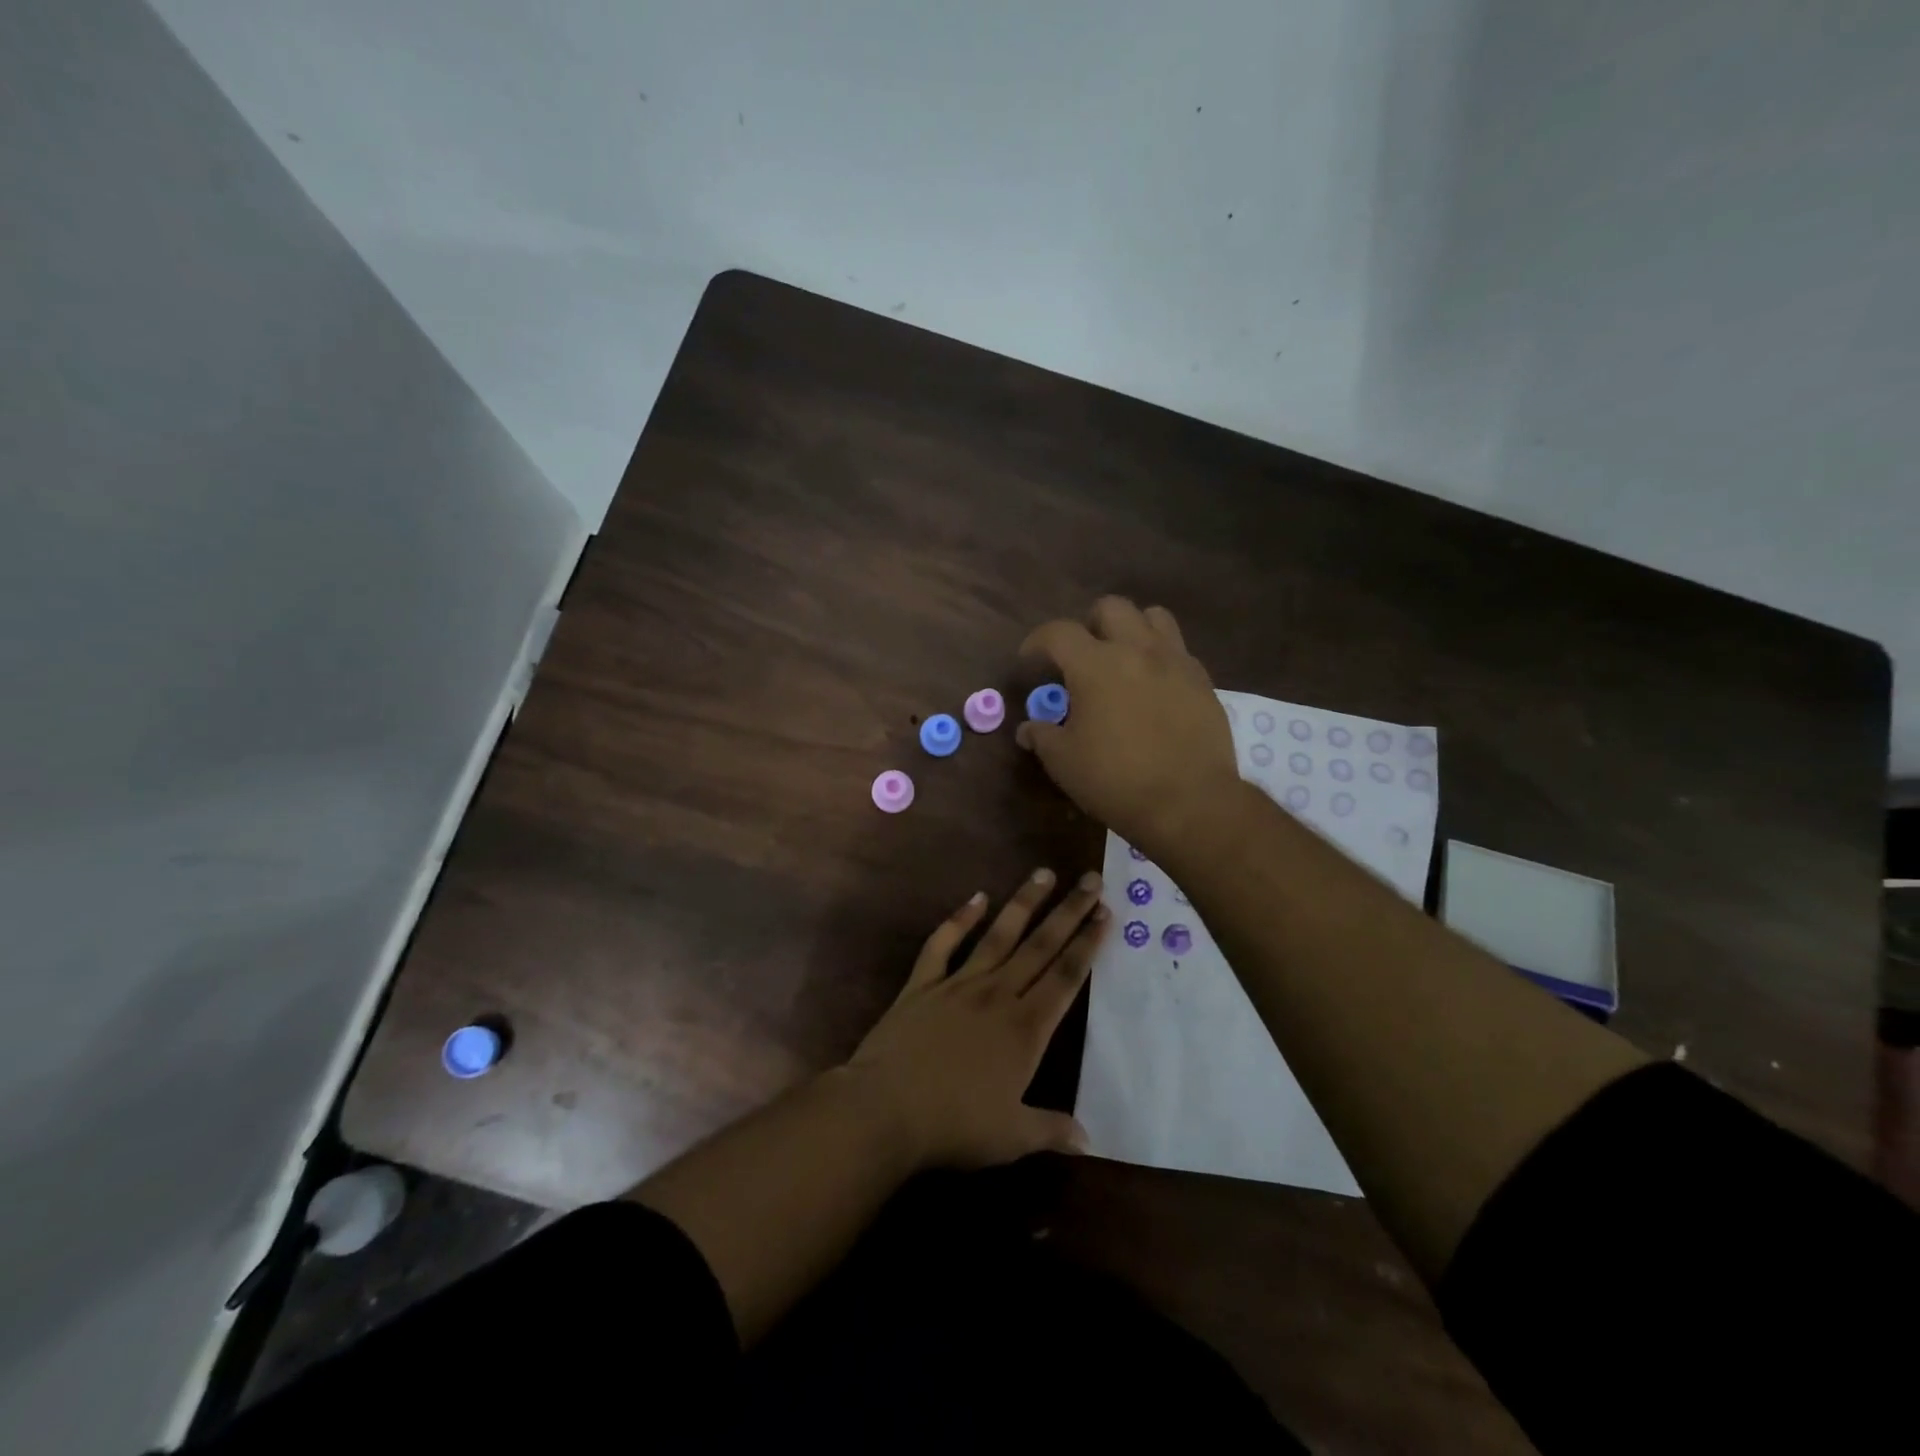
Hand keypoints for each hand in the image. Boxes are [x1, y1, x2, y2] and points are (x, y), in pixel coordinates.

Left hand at [841, 867, 1106, 1170]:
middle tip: (1090, 879)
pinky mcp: (922, 984)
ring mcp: (958, 984)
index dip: (1088, 944)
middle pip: (1041, 946)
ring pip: (999, 935)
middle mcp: (997, 995)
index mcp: (1025, 1028)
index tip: (1104, 913)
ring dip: (1023, 903)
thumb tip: (1088, 1137)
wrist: (886, 1109)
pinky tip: (976, 898)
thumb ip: (1051, 1130)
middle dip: (1069, 911)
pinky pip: (943, 944)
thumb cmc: (954, 1125)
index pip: (1066, 976)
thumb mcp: (1012, 1137)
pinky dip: (959, 919)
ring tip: (1043, 873)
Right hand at [1016, 596, 1239, 852]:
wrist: (1189, 802)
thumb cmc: (1116, 781)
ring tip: (1123, 660)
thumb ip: (1042, 736)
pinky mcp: (1203, 681)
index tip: (1030, 660)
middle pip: (1111, 608)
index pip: (1058, 632)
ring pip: (1154, 617)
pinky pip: (1179, 650)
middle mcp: (1137, 650)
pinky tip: (1154, 688)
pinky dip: (1161, 658)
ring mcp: (1176, 662)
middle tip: (1082, 657)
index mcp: (1095, 665)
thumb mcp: (1064, 762)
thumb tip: (1028, 728)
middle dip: (1090, 625)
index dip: (1037, 641)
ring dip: (1132, 630)